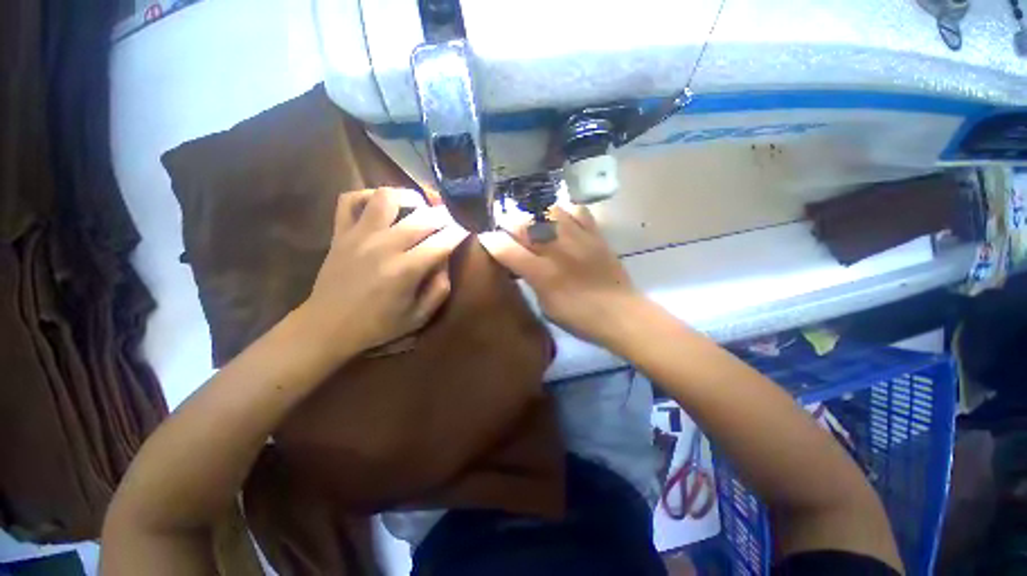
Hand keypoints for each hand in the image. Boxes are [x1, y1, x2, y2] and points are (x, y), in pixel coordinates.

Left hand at [300, 188, 467, 358]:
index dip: (460, 232)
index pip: (443, 241)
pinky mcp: (340, 232)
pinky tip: (382, 205)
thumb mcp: (419, 317)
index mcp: (406, 270)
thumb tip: (446, 261)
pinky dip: (368, 195)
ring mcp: (359, 235)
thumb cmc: (378, 325)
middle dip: (445, 215)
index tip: (467, 229)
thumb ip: (440, 290)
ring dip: (410, 197)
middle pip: (424, 216)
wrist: (328, 326)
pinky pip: (351, 199)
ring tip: (420, 206)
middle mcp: (384, 246)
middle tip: (451, 220)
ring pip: (388, 197)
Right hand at [479, 205, 645, 347]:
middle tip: (505, 227)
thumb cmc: (579, 318)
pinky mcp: (596, 234)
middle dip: (507, 222)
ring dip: (533, 214)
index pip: (506, 249)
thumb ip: (530, 281)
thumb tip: (520, 264)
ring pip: (547, 210)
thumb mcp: (546, 306)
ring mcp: (578, 238)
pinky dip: (564, 210)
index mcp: (542, 274)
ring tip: (531, 221)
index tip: (485, 239)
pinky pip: (577, 210)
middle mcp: (557, 250)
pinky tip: (560, 218)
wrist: (620, 314)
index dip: (490, 241)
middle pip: (523, 223)